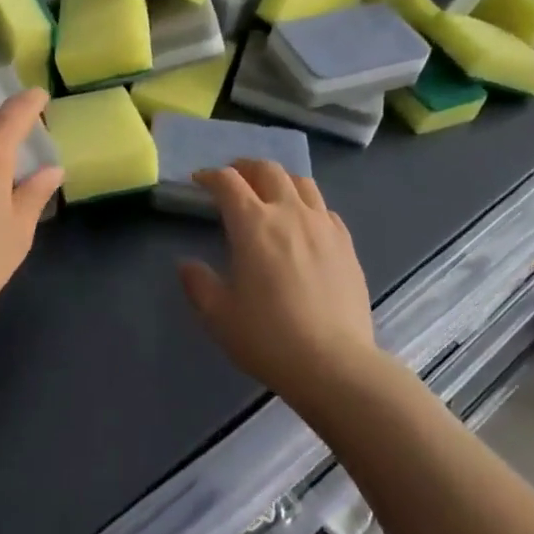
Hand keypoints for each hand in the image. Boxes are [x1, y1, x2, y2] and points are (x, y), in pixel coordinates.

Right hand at [178, 161, 377, 407]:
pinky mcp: (346, 243)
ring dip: (279, 180)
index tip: (199, 181)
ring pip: (301, 182)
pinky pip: (325, 209)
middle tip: (234, 179)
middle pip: (267, 170)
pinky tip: (305, 223)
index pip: (227, 182)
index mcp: (253, 224)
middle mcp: (289, 212)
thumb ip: (198, 284)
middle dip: (245, 168)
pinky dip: (308, 205)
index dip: (210, 176)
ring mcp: (323, 225)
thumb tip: (186, 265)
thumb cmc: (269, 338)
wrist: (335, 365)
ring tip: (270, 193)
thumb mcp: (219, 316)